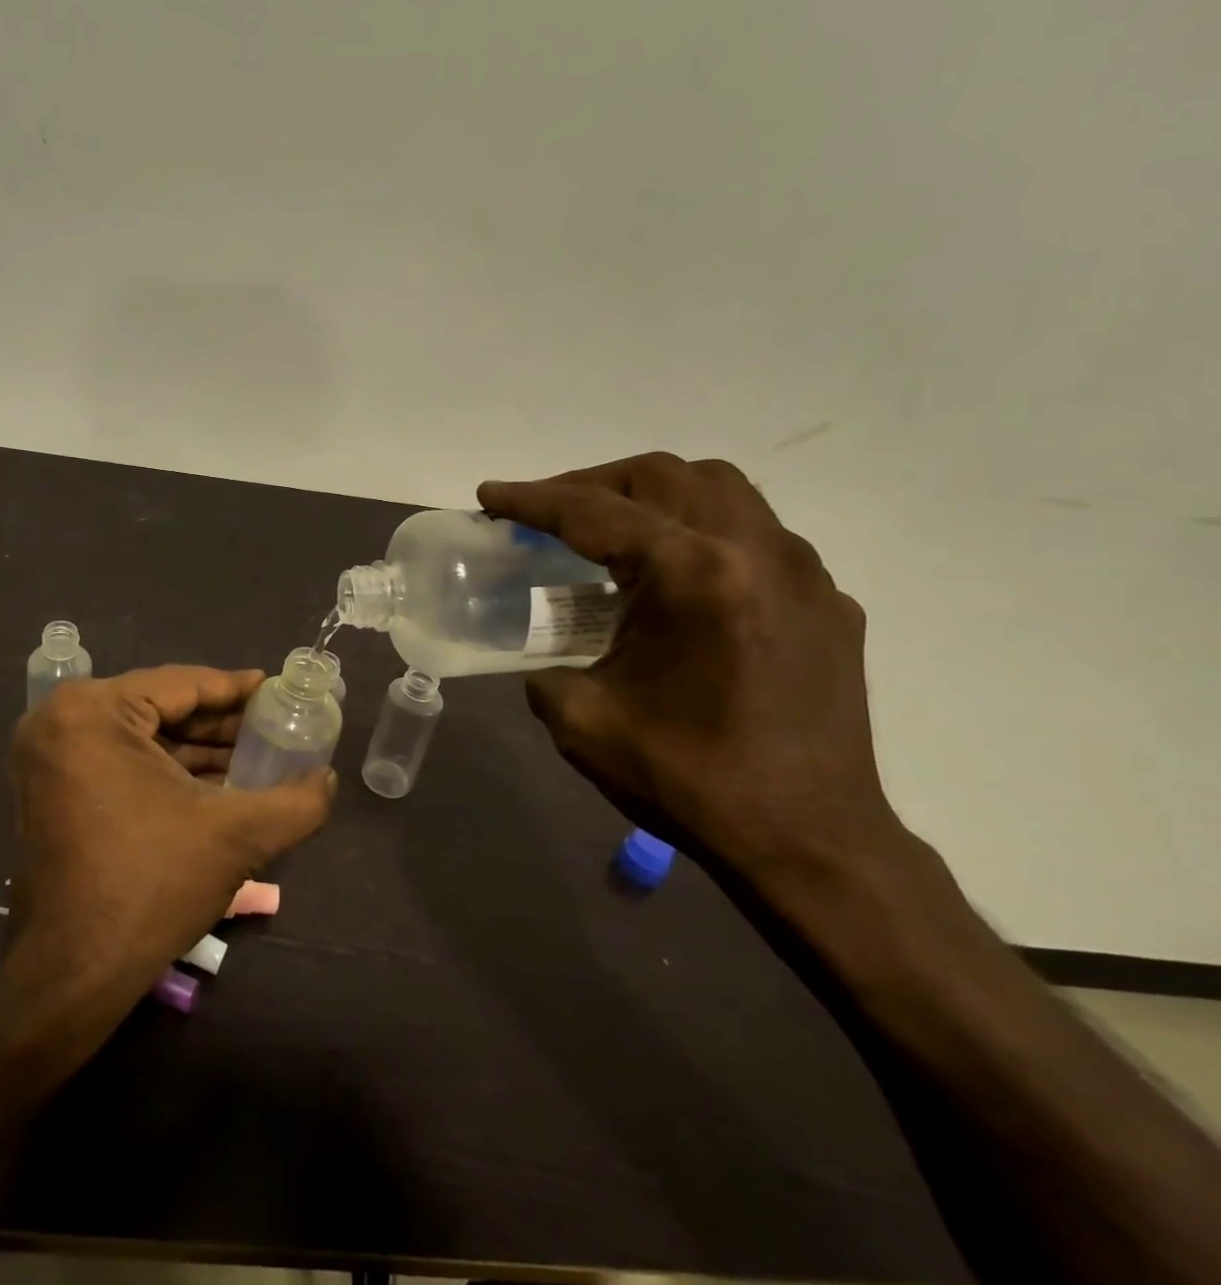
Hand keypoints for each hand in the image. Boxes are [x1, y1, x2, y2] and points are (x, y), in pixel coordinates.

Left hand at [3, 666, 333, 1002]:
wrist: (72, 975)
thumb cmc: (151, 885)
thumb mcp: (236, 835)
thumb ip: (296, 801)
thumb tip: (328, 779)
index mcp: (92, 711)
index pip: (182, 684)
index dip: (237, 689)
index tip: (277, 689)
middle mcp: (59, 721)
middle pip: (159, 708)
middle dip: (219, 723)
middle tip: (272, 726)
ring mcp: (47, 758)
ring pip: (140, 737)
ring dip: (196, 749)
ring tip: (254, 756)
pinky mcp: (49, 791)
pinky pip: (118, 761)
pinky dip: (165, 770)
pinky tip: (214, 783)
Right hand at [479, 454, 903, 882]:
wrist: (810, 843)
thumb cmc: (690, 781)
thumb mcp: (583, 722)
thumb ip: (545, 668)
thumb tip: (546, 654)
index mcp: (694, 577)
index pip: (595, 513)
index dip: (533, 500)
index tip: (490, 494)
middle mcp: (755, 552)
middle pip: (663, 475)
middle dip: (592, 483)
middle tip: (549, 513)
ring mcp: (803, 572)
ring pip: (720, 488)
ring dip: (653, 493)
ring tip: (613, 528)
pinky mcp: (827, 600)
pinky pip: (756, 534)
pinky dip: (702, 530)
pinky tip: (679, 578)